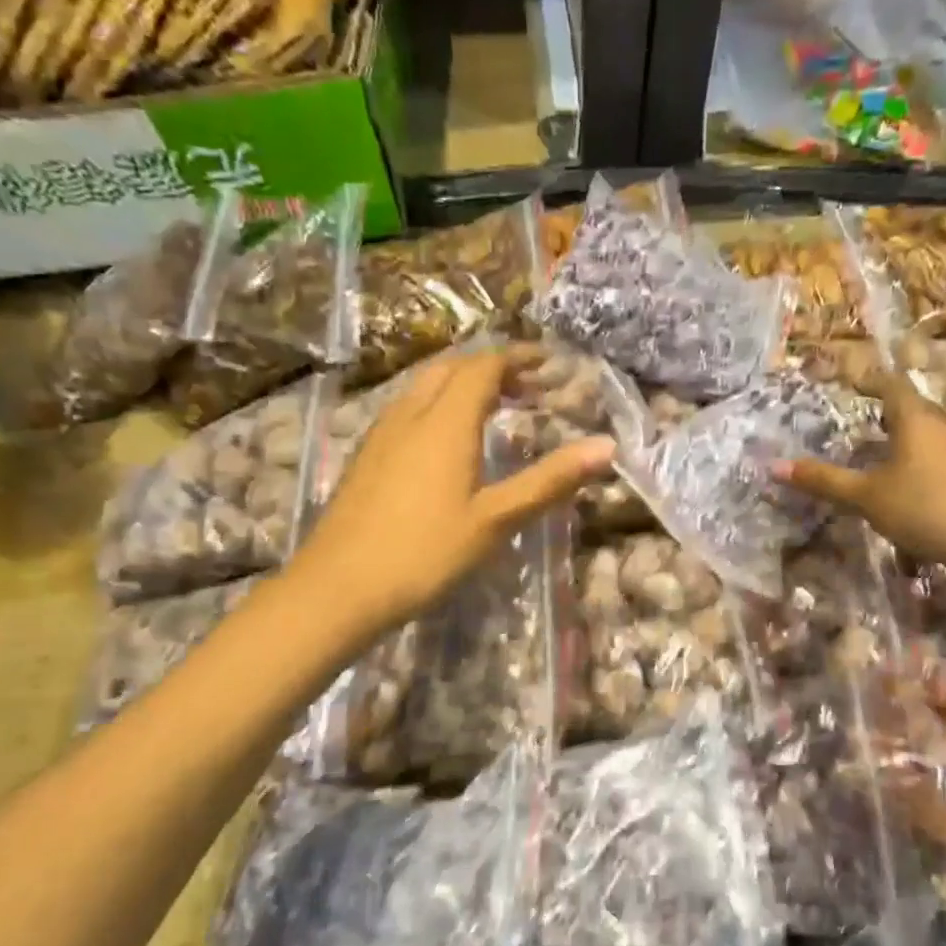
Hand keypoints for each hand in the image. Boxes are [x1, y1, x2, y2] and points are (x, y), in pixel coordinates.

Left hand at [292, 347, 613, 637]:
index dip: (519, 358)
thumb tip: (607, 446)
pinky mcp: (366, 455)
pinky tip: (447, 441)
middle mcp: (411, 414)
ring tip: (494, 409)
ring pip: (426, 386)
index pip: (485, 367)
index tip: (550, 364)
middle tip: (527, 387)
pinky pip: (409, 408)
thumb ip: (550, 480)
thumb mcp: (496, 520)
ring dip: (463, 384)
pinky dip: (439, 404)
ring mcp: (382, 433)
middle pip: (453, 367)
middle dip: (492, 367)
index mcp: (446, 422)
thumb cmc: (425, 553)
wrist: (338, 588)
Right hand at [777, 372, 945, 573]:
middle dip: (893, 408)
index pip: (892, 386)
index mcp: (916, 419)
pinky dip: (929, 455)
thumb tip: (774, 466)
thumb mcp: (865, 496)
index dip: (871, 381)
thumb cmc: (923, 507)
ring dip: (913, 432)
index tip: (854, 382)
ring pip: (936, 429)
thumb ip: (823, 480)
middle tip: (872, 415)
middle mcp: (945, 425)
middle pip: (917, 405)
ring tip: (893, 445)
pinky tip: (920, 478)